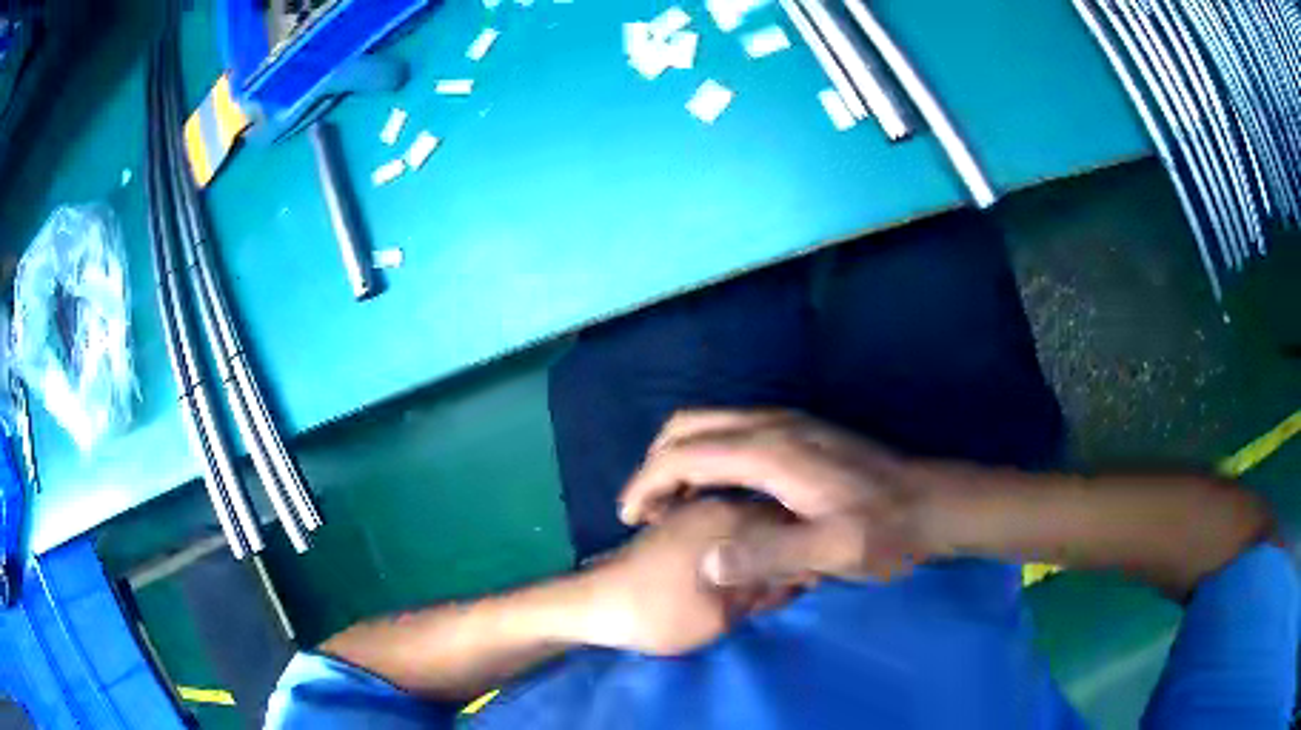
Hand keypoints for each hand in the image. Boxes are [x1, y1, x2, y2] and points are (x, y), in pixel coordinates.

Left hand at [576, 499, 801, 655]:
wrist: (593, 606)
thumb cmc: (659, 613)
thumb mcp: (722, 613)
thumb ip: (765, 588)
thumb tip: (800, 573)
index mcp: (731, 518)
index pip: (794, 526)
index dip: (803, 559)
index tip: (797, 589)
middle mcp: (718, 503)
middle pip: (775, 525)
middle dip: (780, 561)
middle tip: (770, 597)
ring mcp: (698, 510)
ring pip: (753, 530)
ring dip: (759, 560)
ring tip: (750, 596)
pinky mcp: (684, 524)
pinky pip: (730, 533)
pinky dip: (739, 556)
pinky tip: (730, 584)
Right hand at [619, 410, 929, 584]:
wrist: (934, 503)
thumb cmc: (885, 531)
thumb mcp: (833, 552)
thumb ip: (771, 555)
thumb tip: (705, 561)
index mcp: (774, 452)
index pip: (688, 453)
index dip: (647, 481)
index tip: (627, 515)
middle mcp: (774, 425)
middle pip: (690, 425)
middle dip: (655, 463)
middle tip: (645, 511)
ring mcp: (788, 424)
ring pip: (710, 425)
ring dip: (678, 459)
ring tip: (670, 506)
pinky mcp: (799, 433)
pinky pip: (731, 433)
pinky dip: (704, 457)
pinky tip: (713, 495)